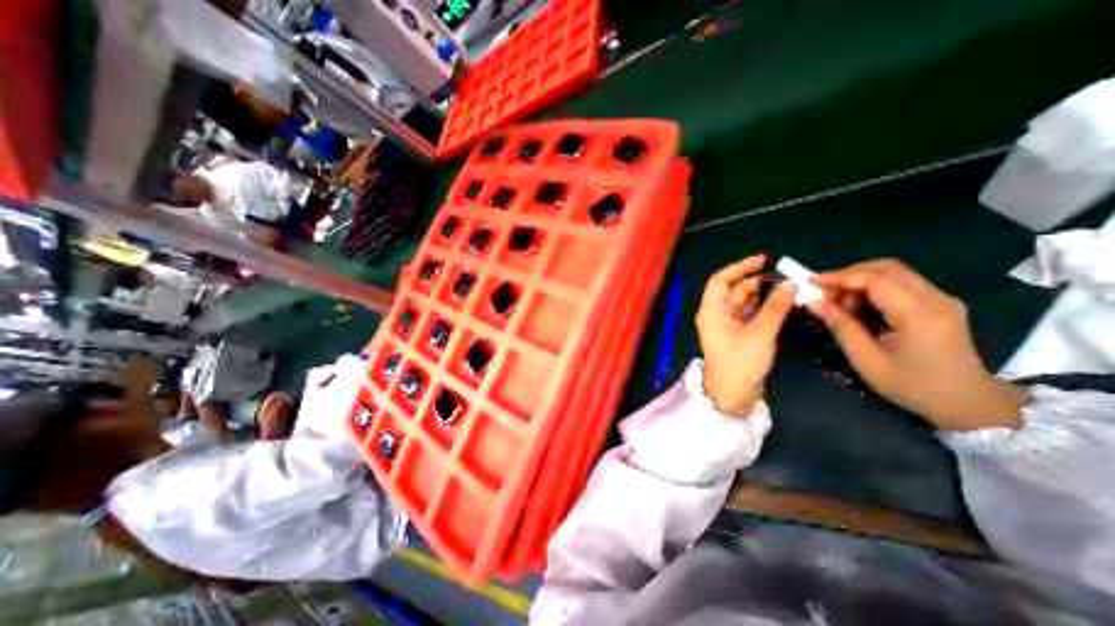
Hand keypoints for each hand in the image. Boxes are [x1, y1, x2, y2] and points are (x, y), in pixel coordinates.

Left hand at [694, 252, 790, 417]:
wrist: (731, 394)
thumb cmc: (740, 362)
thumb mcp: (760, 332)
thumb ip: (775, 307)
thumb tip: (790, 284)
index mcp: (711, 311)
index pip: (720, 280)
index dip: (739, 268)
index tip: (763, 260)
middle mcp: (715, 315)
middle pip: (732, 290)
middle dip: (755, 282)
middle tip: (783, 280)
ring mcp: (724, 326)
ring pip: (741, 303)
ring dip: (760, 295)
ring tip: (785, 290)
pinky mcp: (733, 335)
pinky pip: (746, 315)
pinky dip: (760, 308)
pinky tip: (778, 305)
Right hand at [801, 260, 1027, 430]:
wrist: (967, 403)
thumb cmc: (911, 385)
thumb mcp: (866, 359)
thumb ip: (841, 326)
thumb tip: (813, 303)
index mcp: (918, 314)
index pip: (874, 280)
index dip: (839, 277)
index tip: (811, 283)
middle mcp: (934, 299)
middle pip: (887, 268)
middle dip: (849, 275)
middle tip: (826, 294)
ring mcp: (941, 300)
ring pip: (894, 273)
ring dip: (861, 282)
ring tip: (842, 305)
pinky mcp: (939, 304)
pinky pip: (901, 284)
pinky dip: (874, 288)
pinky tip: (861, 308)